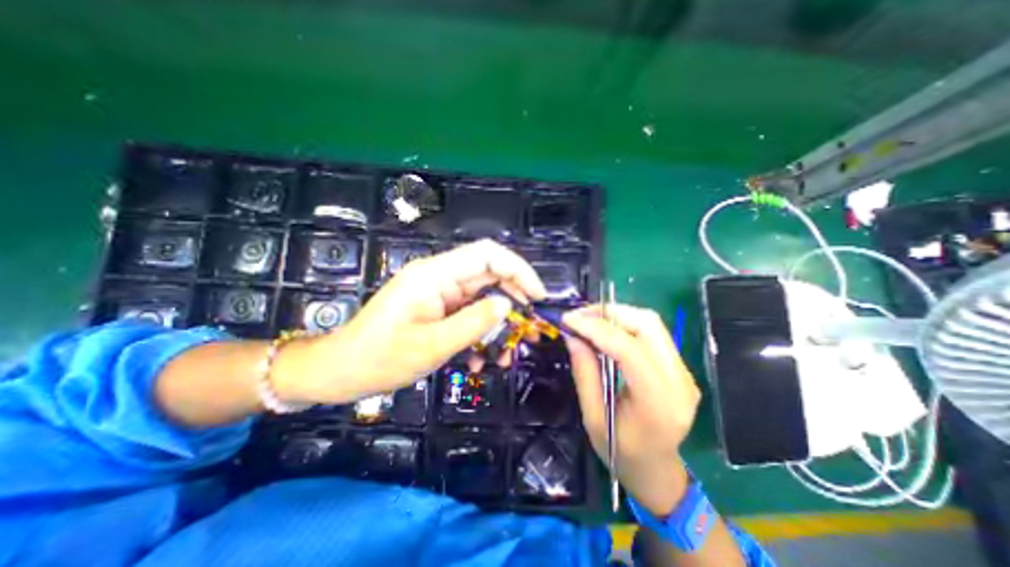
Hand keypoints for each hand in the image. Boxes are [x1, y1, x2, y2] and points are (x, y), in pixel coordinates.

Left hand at [270, 240, 544, 406]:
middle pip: (490, 275)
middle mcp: (440, 277)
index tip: (537, 296)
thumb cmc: (380, 359)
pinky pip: (470, 314)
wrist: (342, 371)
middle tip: (531, 330)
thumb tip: (507, 306)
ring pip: (483, 298)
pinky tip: (481, 359)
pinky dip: (481, 333)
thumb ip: (473, 323)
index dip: (518, 269)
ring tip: (507, 353)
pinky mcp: (438, 308)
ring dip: (499, 324)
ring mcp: (439, 293)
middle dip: (514, 301)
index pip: (487, 254)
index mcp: (435, 275)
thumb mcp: (431, 346)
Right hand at [565, 303, 699, 516]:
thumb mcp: (593, 419)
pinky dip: (625, 323)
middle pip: (648, 325)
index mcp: (658, 403)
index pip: (629, 349)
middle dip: (609, 313)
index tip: (568, 320)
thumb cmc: (621, 454)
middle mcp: (680, 381)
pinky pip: (653, 332)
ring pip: (652, 323)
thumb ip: (584, 373)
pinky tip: (606, 330)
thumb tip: (572, 335)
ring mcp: (685, 372)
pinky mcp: (680, 367)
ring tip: (589, 320)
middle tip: (579, 317)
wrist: (657, 471)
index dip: (596, 328)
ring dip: (617, 315)